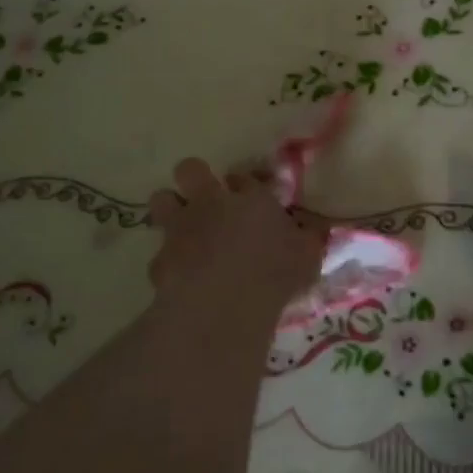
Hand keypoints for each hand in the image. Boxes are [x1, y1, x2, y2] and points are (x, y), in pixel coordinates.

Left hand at [147, 159, 323, 314]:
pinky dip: (168, 262)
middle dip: (194, 177)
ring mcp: (180, 229)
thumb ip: (307, 238)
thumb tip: (313, 231)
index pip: (244, 178)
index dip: (244, 185)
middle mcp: (212, 204)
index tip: (248, 198)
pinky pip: (159, 253)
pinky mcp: (159, 260)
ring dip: (170, 209)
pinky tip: (179, 277)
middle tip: (205, 198)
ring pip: (162, 200)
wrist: (224, 303)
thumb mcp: (307, 255)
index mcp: (251, 199)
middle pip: (190, 169)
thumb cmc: (275, 273)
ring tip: (183, 229)